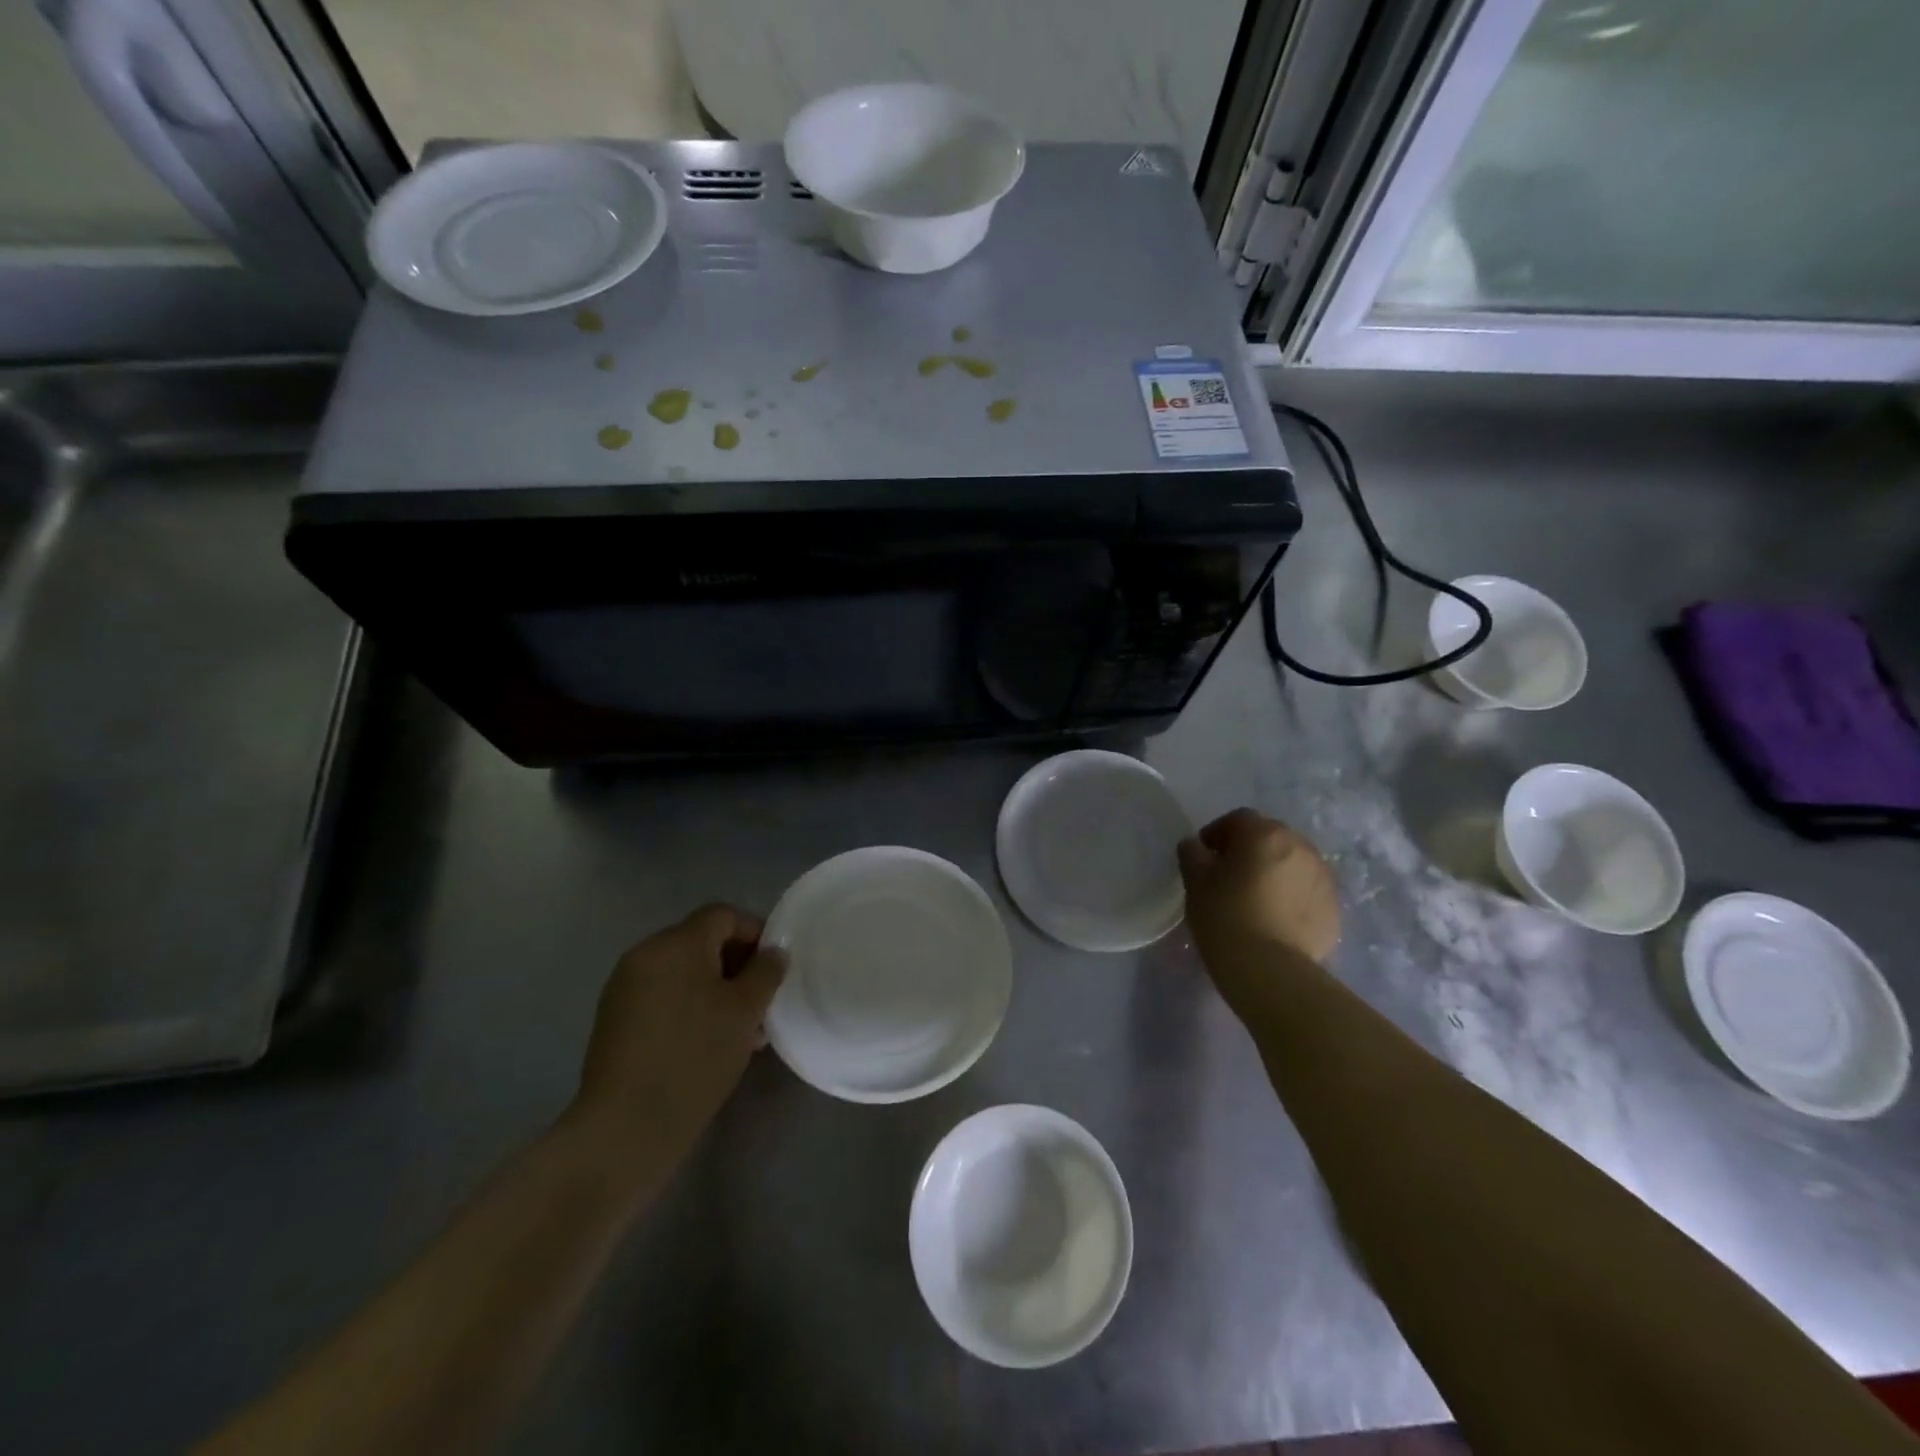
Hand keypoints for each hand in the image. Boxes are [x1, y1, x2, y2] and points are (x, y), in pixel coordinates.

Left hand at [571, 904, 785, 1167]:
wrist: (625, 1127)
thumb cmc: (694, 1057)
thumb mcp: (745, 1011)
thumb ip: (765, 972)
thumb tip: (774, 952)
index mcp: (676, 943)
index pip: (723, 915)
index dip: (755, 932)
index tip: (775, 967)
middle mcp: (645, 954)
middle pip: (701, 941)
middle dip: (736, 964)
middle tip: (762, 1001)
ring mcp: (625, 987)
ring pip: (683, 973)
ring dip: (715, 989)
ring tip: (741, 1029)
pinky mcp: (615, 1019)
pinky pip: (662, 996)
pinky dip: (689, 1006)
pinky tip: (708, 1042)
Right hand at [1179, 810, 1340, 977]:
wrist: (1270, 970)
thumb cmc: (1225, 916)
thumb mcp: (1195, 881)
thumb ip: (1192, 853)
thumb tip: (1195, 845)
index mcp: (1265, 834)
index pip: (1238, 819)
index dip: (1217, 833)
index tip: (1204, 856)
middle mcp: (1300, 847)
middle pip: (1270, 837)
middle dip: (1249, 850)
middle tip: (1229, 876)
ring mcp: (1322, 877)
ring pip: (1292, 863)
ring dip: (1274, 871)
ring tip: (1255, 898)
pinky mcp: (1333, 907)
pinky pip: (1306, 890)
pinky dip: (1291, 895)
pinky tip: (1275, 918)